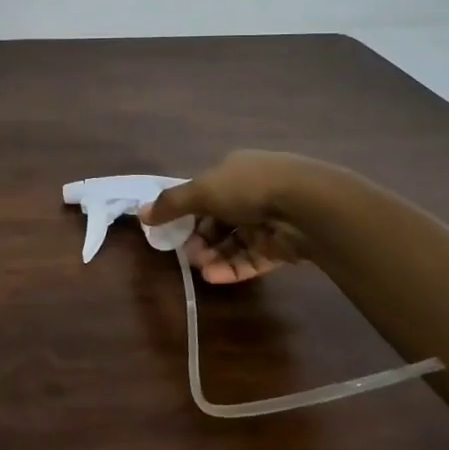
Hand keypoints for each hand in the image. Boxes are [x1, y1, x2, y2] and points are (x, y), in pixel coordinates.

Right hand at [141, 149, 319, 283]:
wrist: (306, 206)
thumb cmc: (248, 188)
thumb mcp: (202, 191)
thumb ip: (171, 204)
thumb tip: (141, 213)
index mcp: (234, 171)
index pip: (205, 193)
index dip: (186, 212)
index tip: (171, 231)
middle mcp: (252, 192)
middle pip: (218, 220)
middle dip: (200, 239)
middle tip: (187, 255)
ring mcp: (269, 220)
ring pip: (235, 242)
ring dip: (215, 256)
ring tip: (202, 270)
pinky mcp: (283, 246)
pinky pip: (253, 259)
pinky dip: (234, 268)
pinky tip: (216, 277)